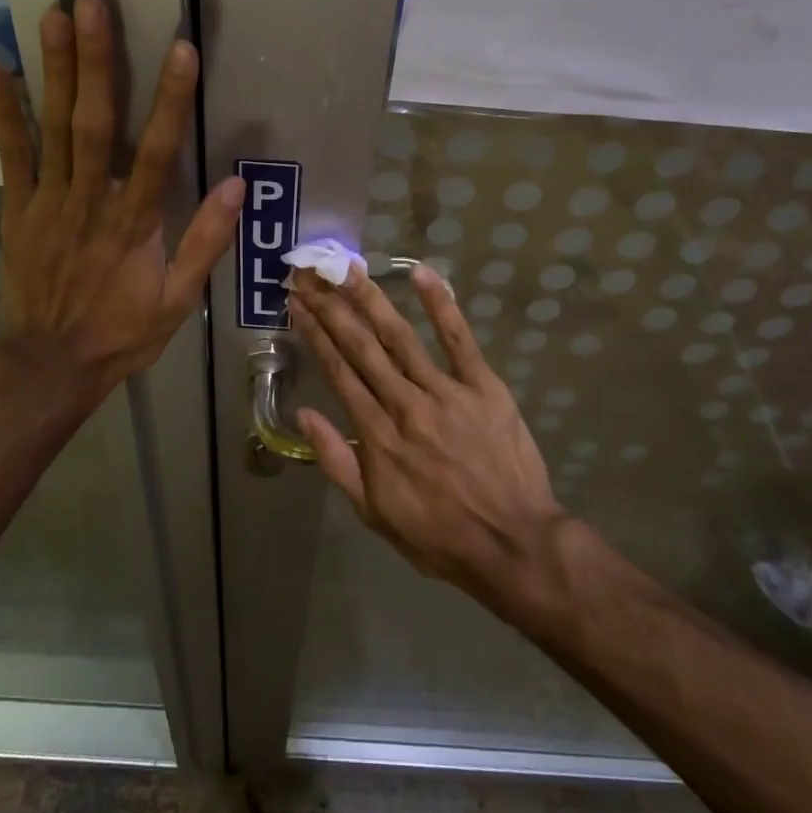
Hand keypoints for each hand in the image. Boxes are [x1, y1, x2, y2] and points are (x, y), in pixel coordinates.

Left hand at [0, 0, 243, 401]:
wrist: (51, 362)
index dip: (172, 100)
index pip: (159, 152)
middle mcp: (91, 201)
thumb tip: (237, 188)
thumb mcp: (179, 299)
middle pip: (96, 124)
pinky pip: (11, 155)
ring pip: (54, 128)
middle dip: (98, 62)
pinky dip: (4, 112)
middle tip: (92, 5)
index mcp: (136, 223)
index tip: (181, 50)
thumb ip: (206, 242)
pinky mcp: (18, 209)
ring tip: (54, 16)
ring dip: (56, 71)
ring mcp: (49, 202)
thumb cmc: (122, 331)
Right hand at [288, 263, 566, 605]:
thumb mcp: (374, 513)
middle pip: (362, 347)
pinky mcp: (484, 387)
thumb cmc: (438, 535)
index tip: (298, 305)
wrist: (513, 544)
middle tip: (311, 275)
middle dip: (333, 308)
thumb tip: (306, 414)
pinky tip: (423, 274)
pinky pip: (460, 340)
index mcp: (378, 436)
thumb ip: (338, 461)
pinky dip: (442, 306)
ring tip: (349, 268)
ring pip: (401, 337)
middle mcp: (405, 405)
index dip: (315, 335)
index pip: (338, 373)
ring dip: (372, 299)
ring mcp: (446, 392)